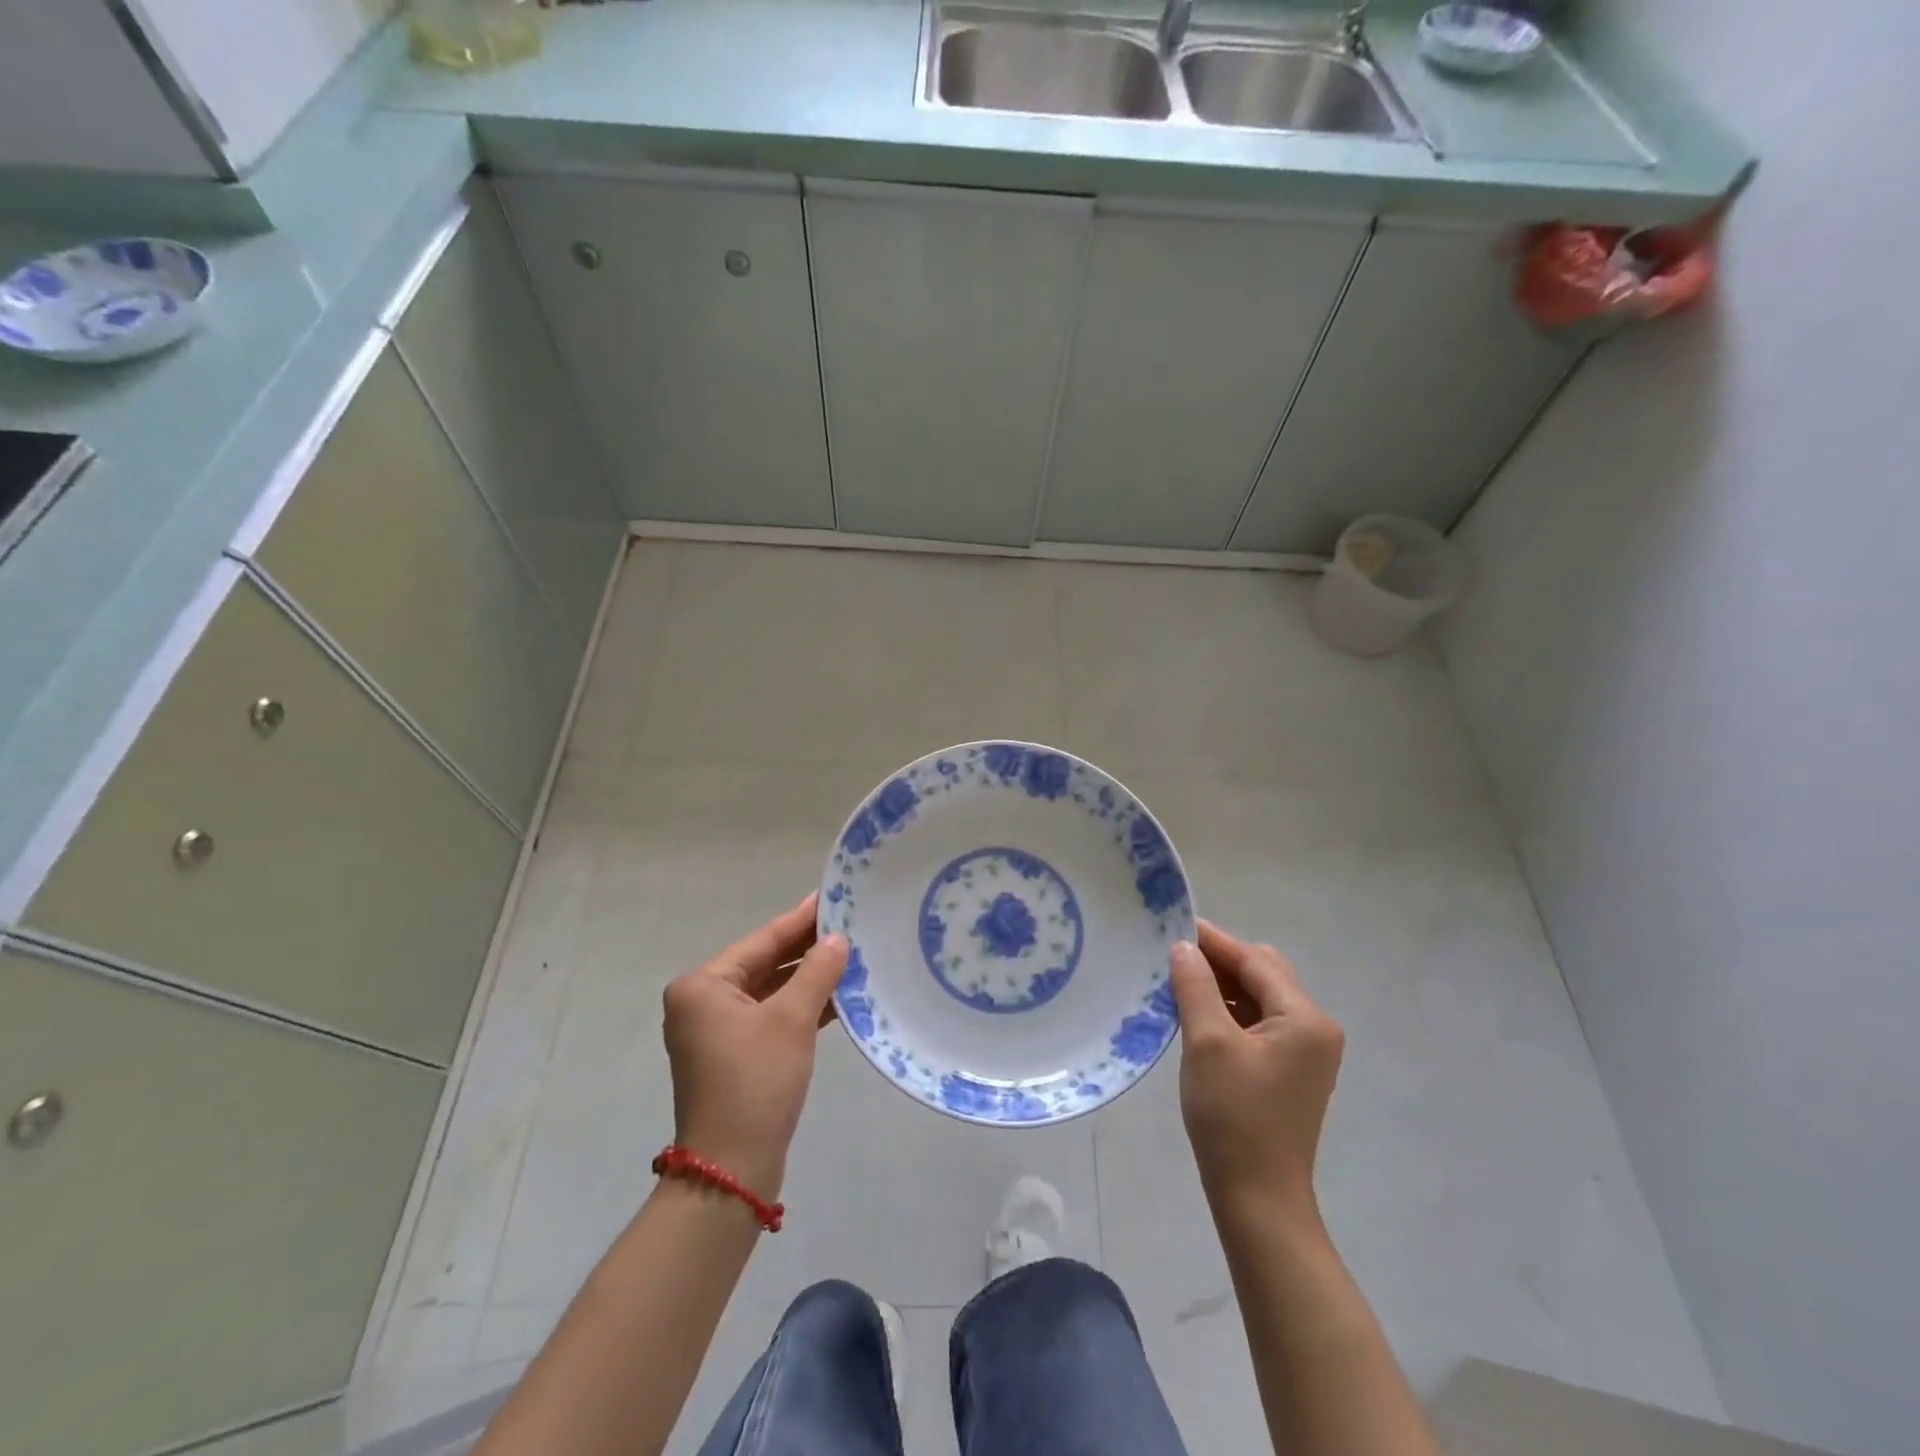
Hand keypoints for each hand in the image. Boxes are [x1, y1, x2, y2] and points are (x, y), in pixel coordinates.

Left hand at [661, 893, 848, 1200]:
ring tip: (852, 955)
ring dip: (808, 979)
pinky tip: (839, 995)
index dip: (800, 920)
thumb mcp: (791, 1020)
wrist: (732, 1170)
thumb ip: (817, 972)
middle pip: (764, 964)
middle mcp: (703, 1003)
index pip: (762, 941)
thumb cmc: (756, 1082)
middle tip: (849, 923)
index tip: (830, 896)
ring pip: (770, 991)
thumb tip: (838, 939)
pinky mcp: (735, 1055)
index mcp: (702, 986)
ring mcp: (717, 1031)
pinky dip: (801, 1007)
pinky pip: (771, 1016)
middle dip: (807, 949)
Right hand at [1169, 920, 1344, 1224]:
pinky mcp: (1290, 1071)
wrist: (1258, 1198)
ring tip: (1179, 982)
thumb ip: (1196, 986)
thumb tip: (1183, 947)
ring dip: (1222, 987)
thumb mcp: (1207, 1043)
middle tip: (1174, 956)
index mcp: (1305, 1018)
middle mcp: (1315, 1029)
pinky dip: (1229, 1012)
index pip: (1256, 961)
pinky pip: (1259, 1024)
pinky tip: (1197, 1014)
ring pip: (1260, 999)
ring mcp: (1306, 1052)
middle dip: (1219, 962)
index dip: (1214, 942)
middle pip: (1263, 975)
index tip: (1173, 926)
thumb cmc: (1233, 1116)